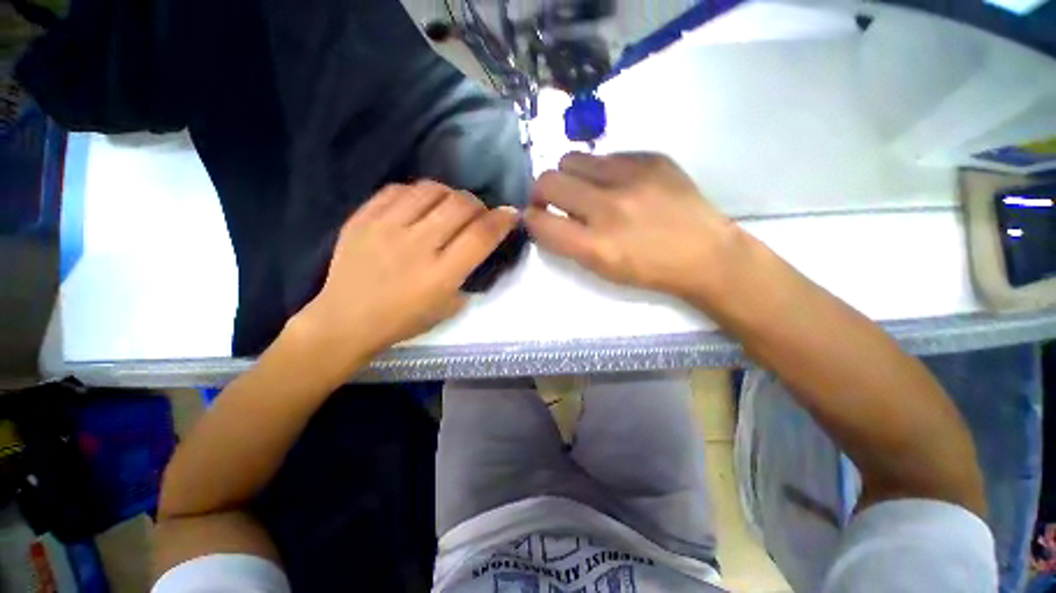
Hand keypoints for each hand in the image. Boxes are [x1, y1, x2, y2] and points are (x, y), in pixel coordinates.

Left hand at [295, 181, 517, 355]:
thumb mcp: (449, 308)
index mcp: (440, 275)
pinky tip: (419, 205)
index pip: (481, 236)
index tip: (510, 214)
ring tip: (449, 207)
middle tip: (477, 215)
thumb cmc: (403, 321)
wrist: (345, 320)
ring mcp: (386, 228)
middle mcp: (417, 246)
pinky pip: (398, 189)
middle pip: (460, 205)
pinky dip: (418, 193)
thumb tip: (479, 247)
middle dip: (479, 205)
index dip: (502, 220)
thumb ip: (468, 276)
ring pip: (431, 190)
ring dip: (450, 195)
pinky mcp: (362, 218)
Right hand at [525, 152, 743, 300]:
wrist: (705, 254)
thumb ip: (569, 243)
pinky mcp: (652, 159)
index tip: (533, 217)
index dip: (529, 218)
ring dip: (569, 176)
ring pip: (572, 159)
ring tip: (586, 189)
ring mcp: (632, 178)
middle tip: (552, 199)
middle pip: (547, 181)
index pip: (540, 221)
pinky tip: (619, 185)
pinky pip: (607, 155)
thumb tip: (546, 217)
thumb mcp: (602, 269)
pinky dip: (602, 171)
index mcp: (595, 246)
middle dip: (541, 191)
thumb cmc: (648, 270)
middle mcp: (608, 208)